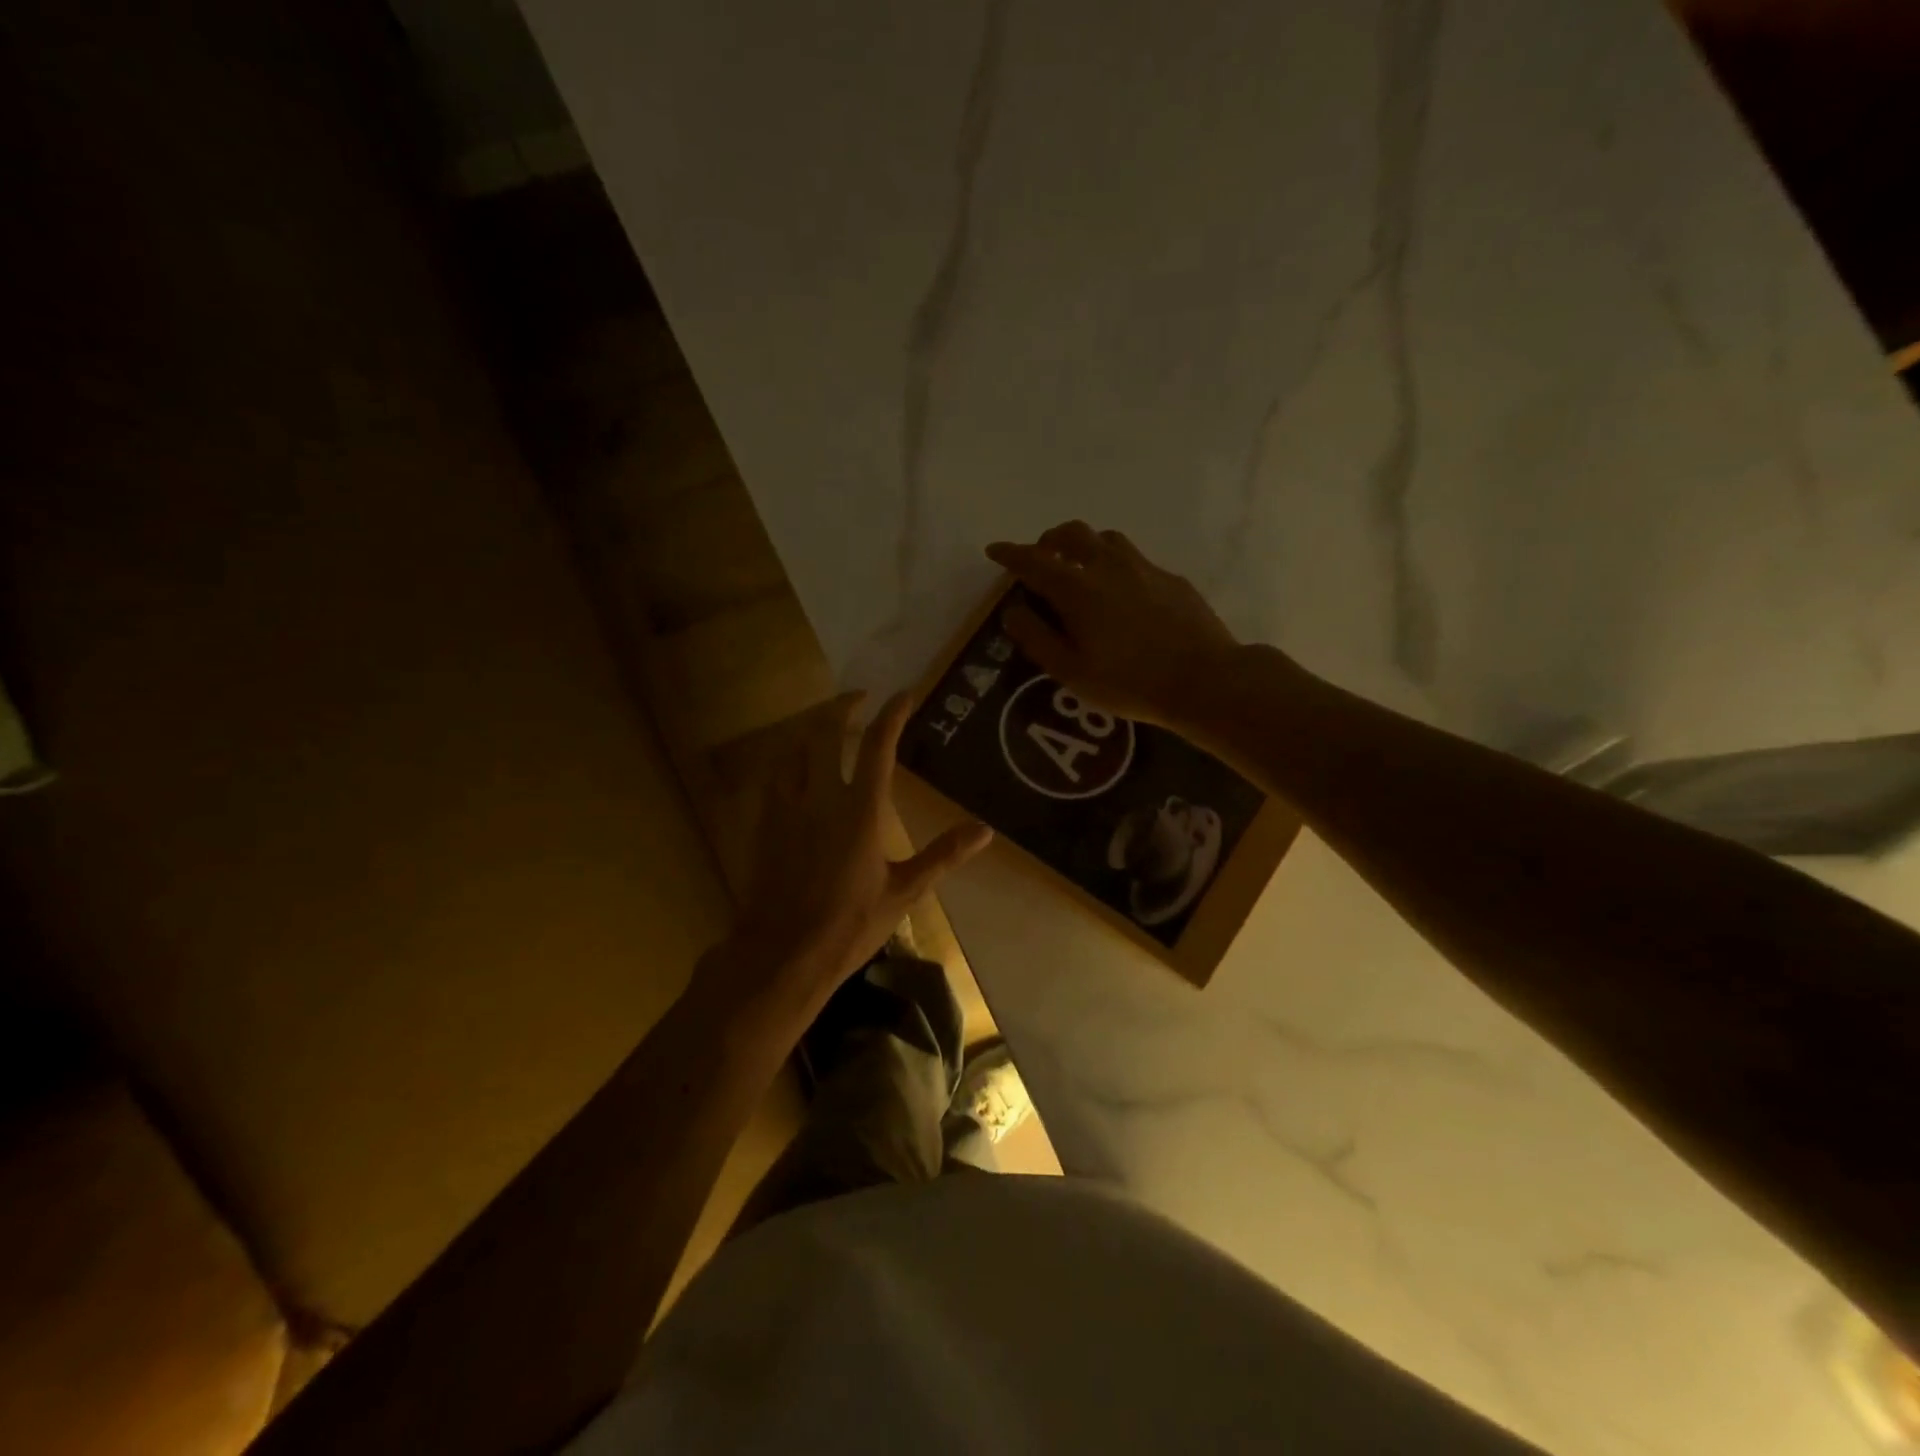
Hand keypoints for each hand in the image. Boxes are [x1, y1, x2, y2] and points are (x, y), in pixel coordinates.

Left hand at [726, 691, 991, 1012]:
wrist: (784, 953)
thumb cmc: (850, 924)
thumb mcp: (905, 891)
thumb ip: (943, 855)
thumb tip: (984, 830)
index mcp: (860, 810)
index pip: (877, 745)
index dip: (892, 713)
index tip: (904, 694)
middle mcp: (820, 797)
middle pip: (824, 731)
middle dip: (841, 706)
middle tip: (858, 698)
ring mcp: (786, 808)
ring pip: (792, 748)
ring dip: (810, 729)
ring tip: (824, 728)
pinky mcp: (764, 825)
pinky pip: (773, 777)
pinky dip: (788, 760)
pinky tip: (794, 770)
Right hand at [986, 521, 1247, 729]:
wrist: (1203, 680)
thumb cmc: (1129, 682)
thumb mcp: (1071, 671)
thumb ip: (1037, 637)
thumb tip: (1012, 611)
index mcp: (1076, 589)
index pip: (1033, 560)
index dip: (1010, 554)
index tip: (995, 551)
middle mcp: (1107, 566)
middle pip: (1071, 534)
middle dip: (1049, 541)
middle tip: (1041, 558)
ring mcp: (1143, 568)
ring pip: (1106, 539)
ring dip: (1084, 546)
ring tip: (1080, 568)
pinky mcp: (1170, 578)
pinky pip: (1134, 559)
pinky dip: (1115, 565)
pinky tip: (1122, 593)